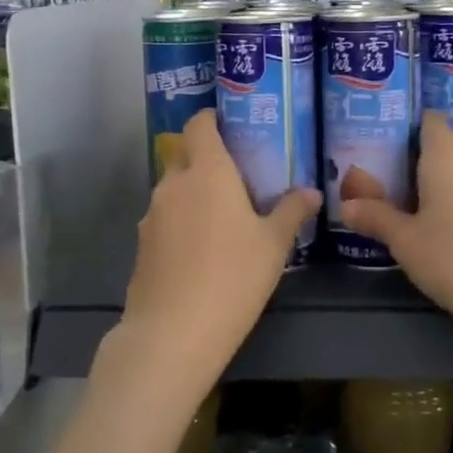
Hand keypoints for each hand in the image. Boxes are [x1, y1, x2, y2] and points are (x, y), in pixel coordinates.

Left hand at [113, 110, 318, 391]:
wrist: (172, 334)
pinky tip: (200, 251)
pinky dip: (180, 223)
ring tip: (221, 217)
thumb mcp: (273, 245)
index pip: (199, 125)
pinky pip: (163, 220)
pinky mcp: (141, 246)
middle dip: (206, 159)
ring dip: (193, 194)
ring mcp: (151, 216)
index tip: (232, 126)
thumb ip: (291, 211)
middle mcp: (173, 185)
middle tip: (237, 177)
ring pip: (173, 190)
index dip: (212, 119)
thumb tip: (312, 192)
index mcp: (207, 172)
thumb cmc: (233, 277)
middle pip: (185, 155)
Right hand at [341, 112, 452, 353]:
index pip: (433, 123)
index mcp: (445, 160)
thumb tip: (346, 204)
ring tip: (414, 212)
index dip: (415, 124)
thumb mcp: (405, 241)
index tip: (392, 139)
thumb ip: (376, 217)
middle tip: (390, 185)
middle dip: (420, 165)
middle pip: (445, 152)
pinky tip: (448, 235)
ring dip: (441, 189)